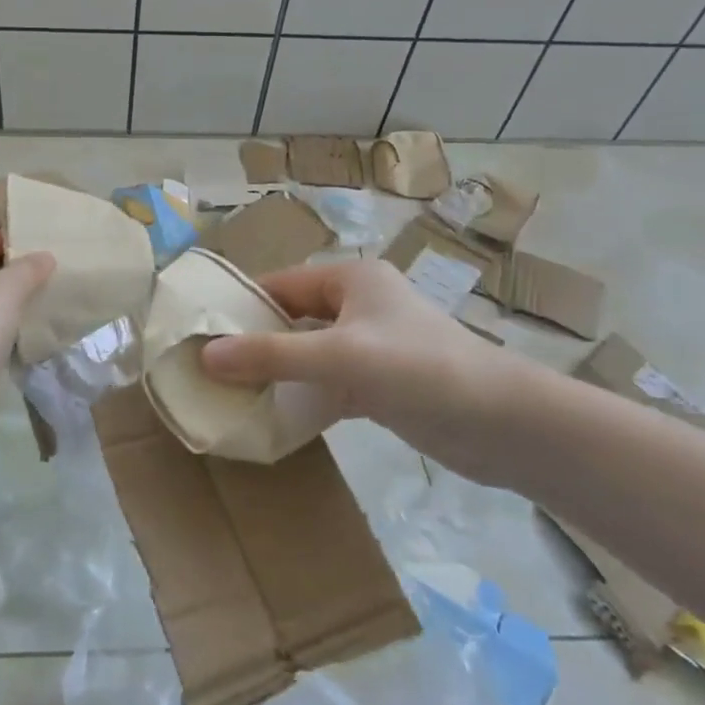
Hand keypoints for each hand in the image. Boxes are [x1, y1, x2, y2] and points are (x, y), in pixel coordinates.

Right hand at [200, 259, 527, 482]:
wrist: (503, 424)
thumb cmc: (419, 369)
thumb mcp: (339, 356)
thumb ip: (272, 355)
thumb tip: (206, 355)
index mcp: (351, 279)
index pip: (282, 283)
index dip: (242, 304)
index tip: (201, 332)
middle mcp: (360, 305)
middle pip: (294, 318)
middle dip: (256, 341)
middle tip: (209, 367)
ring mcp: (373, 346)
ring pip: (310, 353)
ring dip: (278, 372)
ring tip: (232, 393)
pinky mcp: (382, 383)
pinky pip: (329, 383)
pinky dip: (304, 396)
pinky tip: (274, 417)